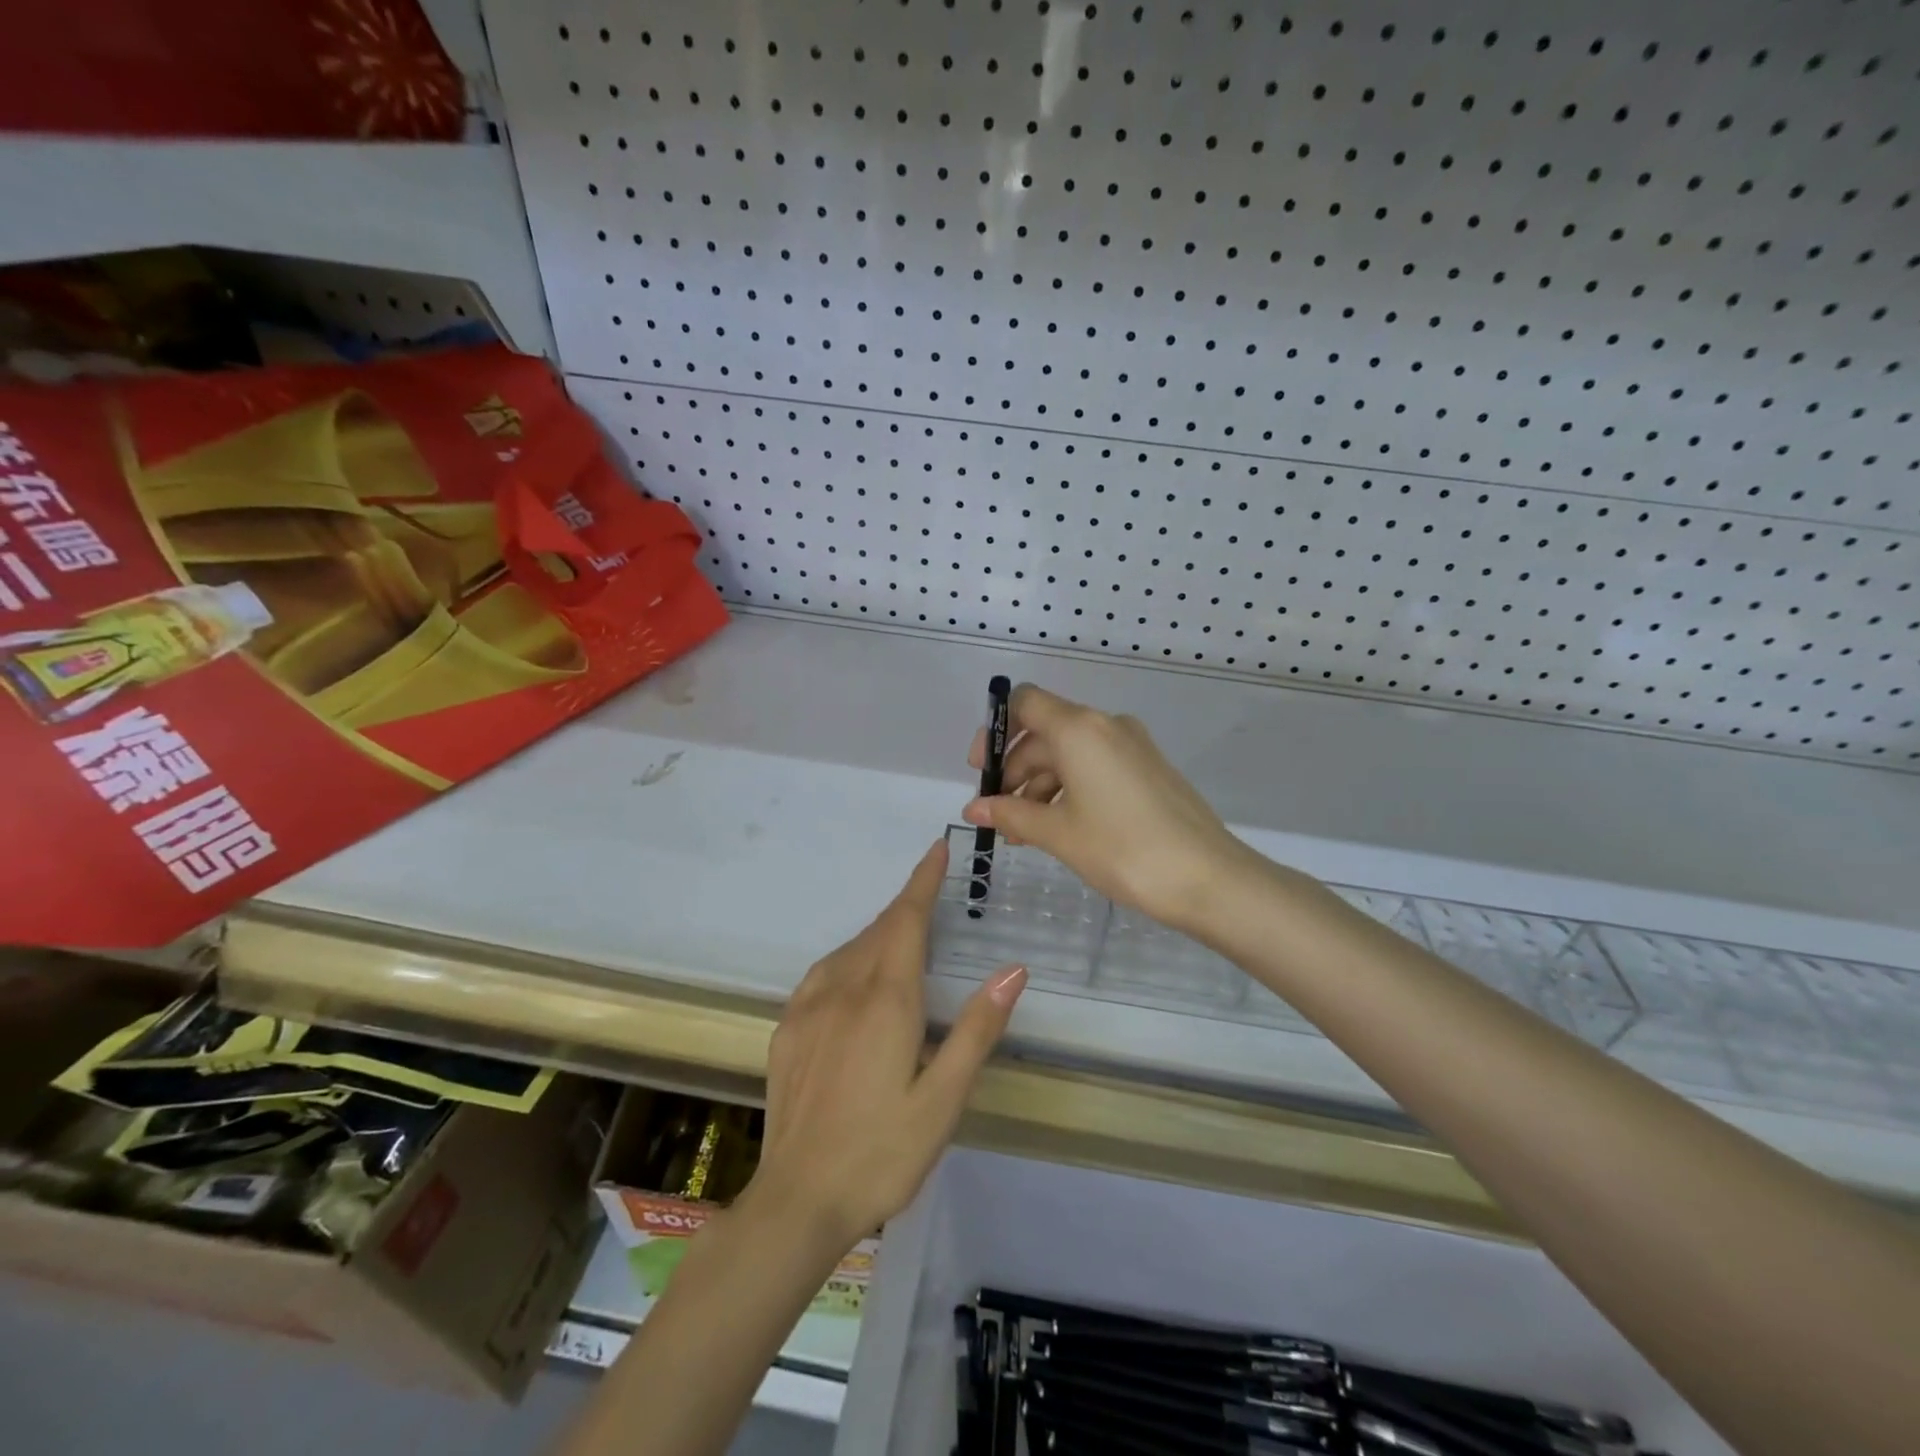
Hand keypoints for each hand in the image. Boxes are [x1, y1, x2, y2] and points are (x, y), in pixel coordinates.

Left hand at [747, 840, 1026, 1249]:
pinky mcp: (787, 1029)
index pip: (907, 919)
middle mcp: (843, 988)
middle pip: (879, 929)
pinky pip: (823, 972)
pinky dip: (849, 959)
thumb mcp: (944, 1099)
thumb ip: (978, 1029)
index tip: (936, 849)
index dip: (923, 881)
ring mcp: (808, 1007)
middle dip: (907, 907)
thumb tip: (1013, 970)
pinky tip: (854, 978)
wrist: (798, 1200)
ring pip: (850, 949)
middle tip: (932, 899)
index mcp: (886, 999)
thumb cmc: (883, 1152)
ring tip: (902, 938)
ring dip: (879, 933)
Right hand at [963, 684, 1261, 931]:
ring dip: (1040, 787)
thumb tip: (973, 809)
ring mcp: (1132, 746)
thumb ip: (1011, 815)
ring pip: (1069, 754)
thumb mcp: (1058, 833)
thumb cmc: (1123, 849)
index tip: (982, 772)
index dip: (996, 731)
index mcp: (1079, 728)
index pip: (1025, 702)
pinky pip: (1095, 767)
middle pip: (1044, 733)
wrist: (1208, 877)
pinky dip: (1069, 790)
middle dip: (1015, 772)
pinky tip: (1059, 829)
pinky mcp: (1148, 769)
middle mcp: (1106, 726)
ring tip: (1025, 834)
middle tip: (999, 817)